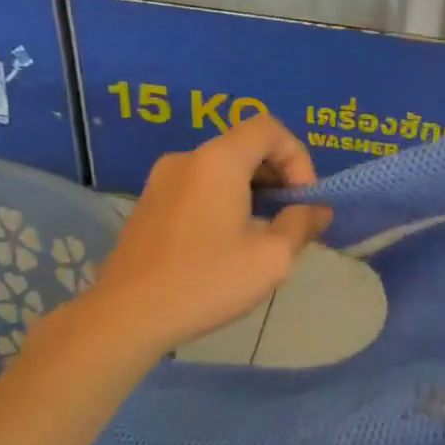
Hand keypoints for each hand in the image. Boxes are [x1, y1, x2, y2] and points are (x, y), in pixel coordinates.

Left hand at [90, 116, 332, 356]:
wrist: (127, 316)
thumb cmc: (205, 282)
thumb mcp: (270, 259)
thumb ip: (301, 225)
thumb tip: (317, 210)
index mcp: (218, 160)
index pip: (269, 128)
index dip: (298, 157)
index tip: (303, 201)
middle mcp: (187, 158)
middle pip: (245, 145)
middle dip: (278, 175)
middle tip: (290, 218)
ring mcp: (161, 180)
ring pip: (220, 168)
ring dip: (252, 190)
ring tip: (263, 233)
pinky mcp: (148, 203)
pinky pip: (197, 186)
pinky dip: (223, 200)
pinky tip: (226, 243)